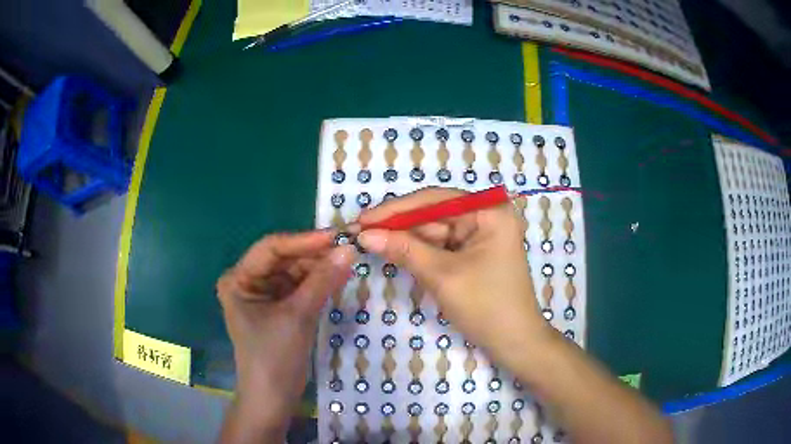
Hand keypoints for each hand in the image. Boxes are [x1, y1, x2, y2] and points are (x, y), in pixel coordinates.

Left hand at [216, 231, 354, 441]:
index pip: (271, 248)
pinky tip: (338, 278)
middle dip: (315, 255)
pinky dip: (318, 284)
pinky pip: (300, 288)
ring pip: (295, 273)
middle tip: (348, 249)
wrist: (273, 398)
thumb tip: (349, 250)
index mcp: (239, 279)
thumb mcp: (298, 316)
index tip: (337, 236)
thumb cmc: (274, 357)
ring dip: (319, 269)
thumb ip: (323, 281)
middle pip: (284, 259)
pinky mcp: (279, 308)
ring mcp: (264, 295)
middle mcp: (248, 282)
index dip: (305, 240)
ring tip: (348, 262)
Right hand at [355, 187, 552, 366]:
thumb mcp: (442, 276)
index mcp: (489, 212)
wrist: (514, 342)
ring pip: (434, 231)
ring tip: (370, 244)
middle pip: (433, 214)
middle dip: (398, 226)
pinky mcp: (473, 252)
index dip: (395, 209)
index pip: (434, 200)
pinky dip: (419, 251)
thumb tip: (365, 235)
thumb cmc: (486, 306)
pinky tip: (395, 252)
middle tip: (360, 234)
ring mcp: (480, 235)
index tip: (362, 219)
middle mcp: (486, 216)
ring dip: (405, 239)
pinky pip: (441, 246)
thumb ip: (404, 250)